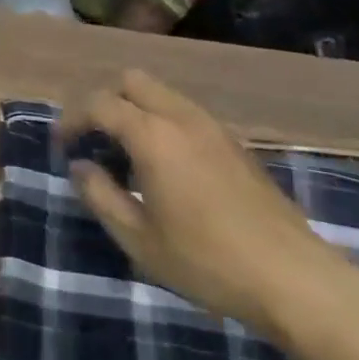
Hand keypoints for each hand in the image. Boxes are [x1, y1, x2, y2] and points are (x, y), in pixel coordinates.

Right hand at [61, 71, 352, 337]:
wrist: (295, 279)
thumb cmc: (208, 261)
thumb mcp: (140, 239)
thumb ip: (101, 195)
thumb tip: (80, 166)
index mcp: (153, 135)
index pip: (100, 104)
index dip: (73, 119)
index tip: (63, 145)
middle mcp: (181, 117)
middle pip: (132, 80)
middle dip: (105, 100)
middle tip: (94, 139)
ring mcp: (213, 127)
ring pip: (161, 93)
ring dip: (135, 109)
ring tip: (127, 154)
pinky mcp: (234, 143)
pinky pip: (185, 112)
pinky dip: (162, 121)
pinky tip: (165, 166)